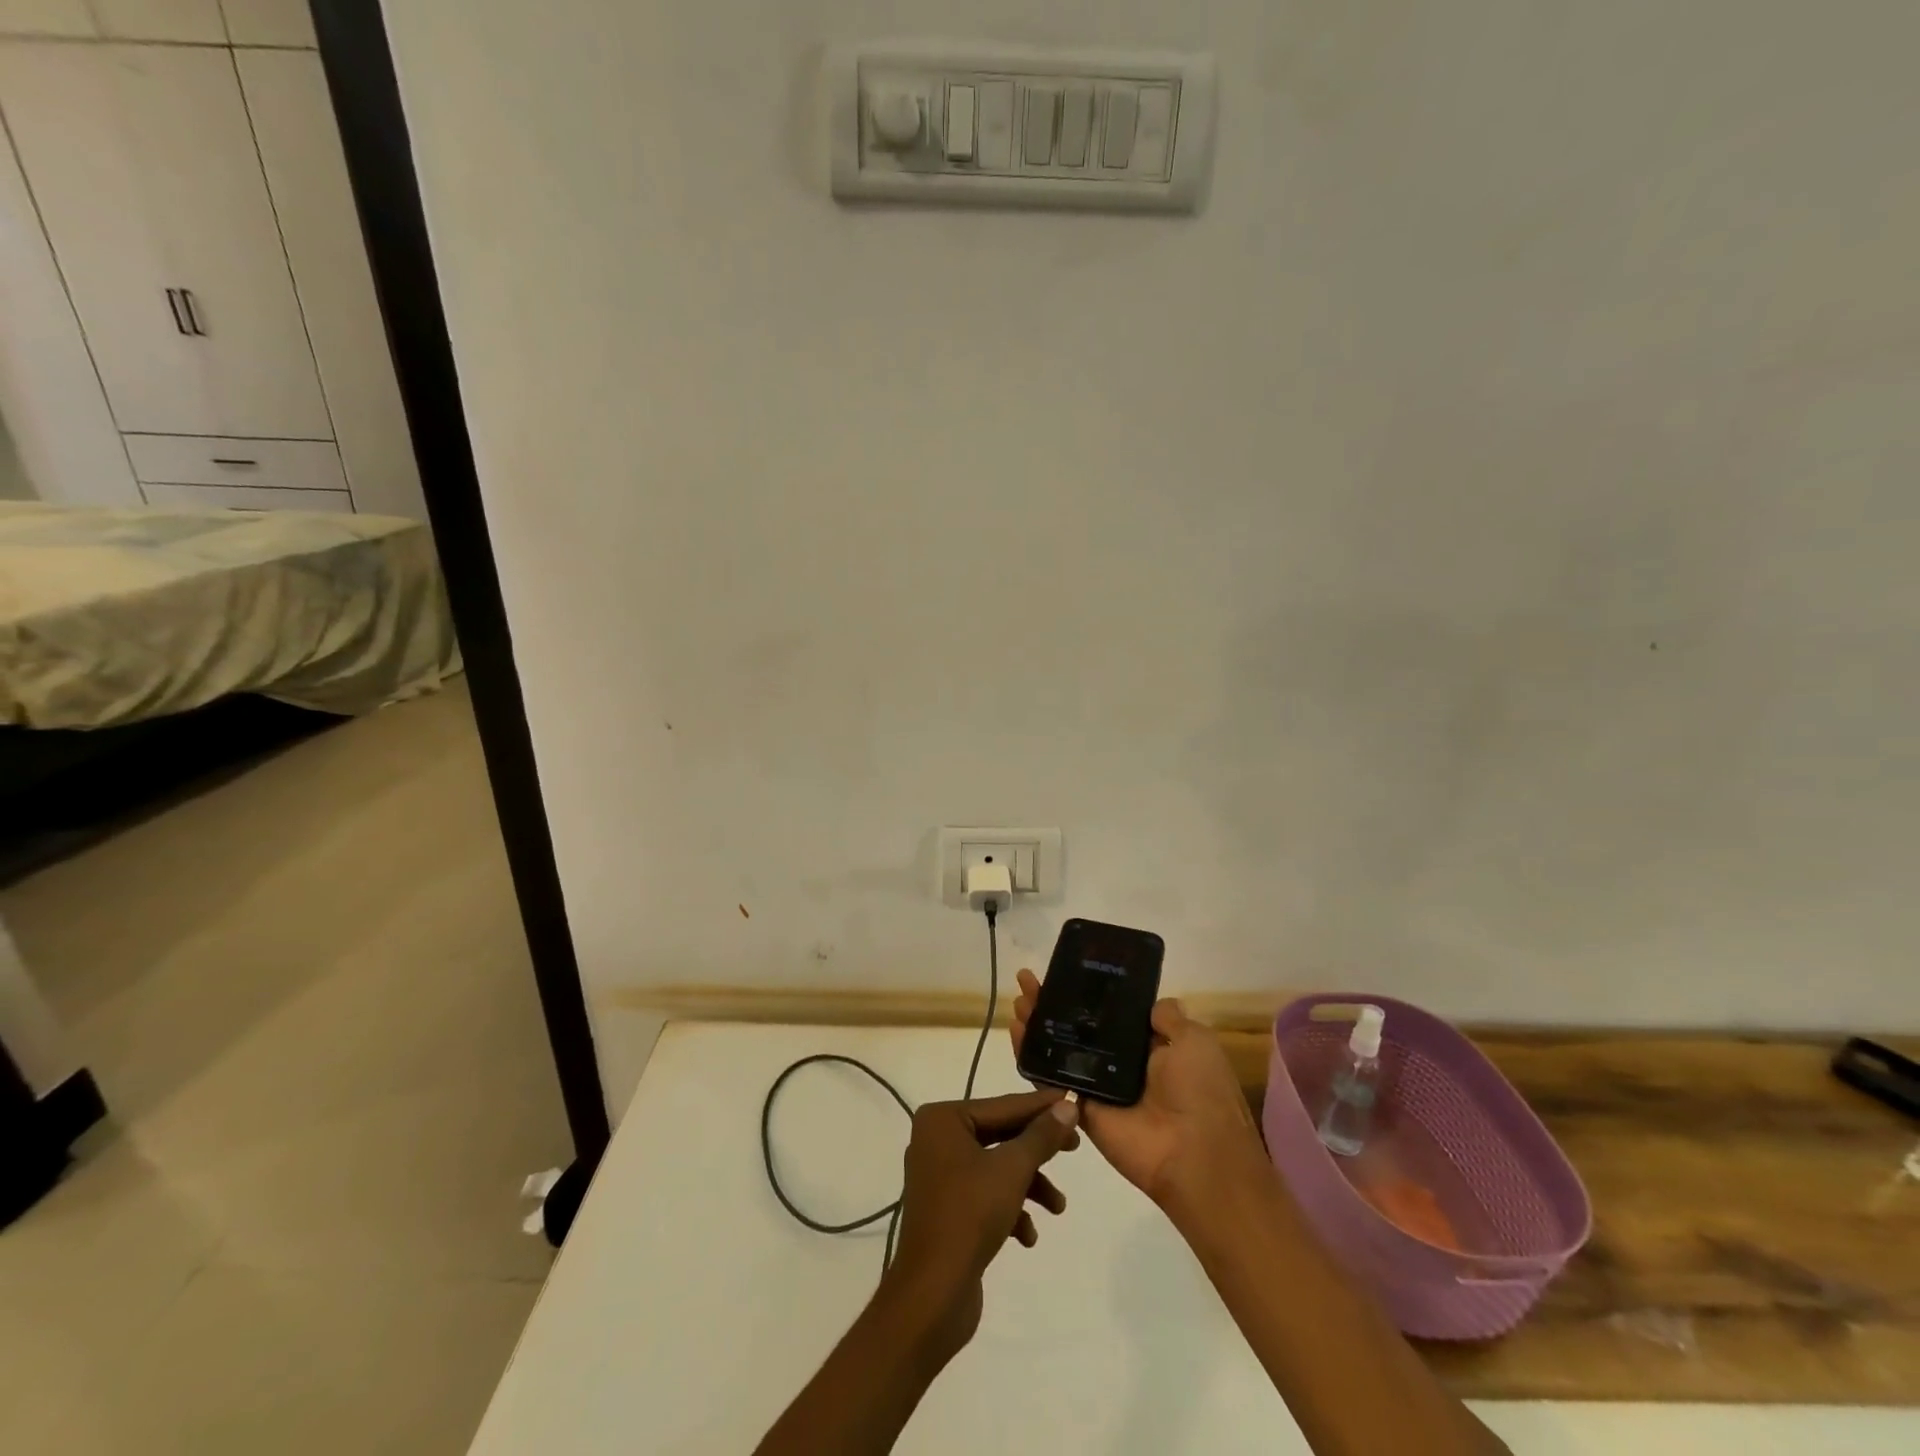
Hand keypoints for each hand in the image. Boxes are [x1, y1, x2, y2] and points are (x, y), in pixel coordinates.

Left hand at [882, 1089, 1080, 1359]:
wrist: (932, 1295)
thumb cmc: (970, 1216)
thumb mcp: (1013, 1170)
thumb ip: (1041, 1136)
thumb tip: (1067, 1106)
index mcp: (943, 1120)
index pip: (1002, 1106)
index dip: (1041, 1106)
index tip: (1073, 1100)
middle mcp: (937, 1140)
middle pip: (1000, 1135)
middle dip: (1037, 1150)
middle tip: (1075, 1147)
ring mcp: (939, 1176)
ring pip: (996, 1168)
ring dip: (1029, 1186)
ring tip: (1058, 1207)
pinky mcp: (946, 1210)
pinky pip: (985, 1196)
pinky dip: (1010, 1210)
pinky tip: (1027, 1235)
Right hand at [1010, 970, 1266, 1208]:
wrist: (1196, 1154)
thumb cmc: (1201, 1091)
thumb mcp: (1194, 1040)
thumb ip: (1169, 1018)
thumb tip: (1151, 1002)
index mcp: (1150, 1046)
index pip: (1109, 1013)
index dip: (1086, 992)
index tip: (1063, 972)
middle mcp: (1121, 1063)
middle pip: (1077, 1027)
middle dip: (1052, 1003)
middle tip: (1028, 981)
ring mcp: (1098, 1086)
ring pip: (1059, 1049)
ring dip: (1036, 1024)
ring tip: (1018, 1000)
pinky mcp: (1081, 1108)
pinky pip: (1051, 1080)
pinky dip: (1030, 1057)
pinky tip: (1015, 1032)